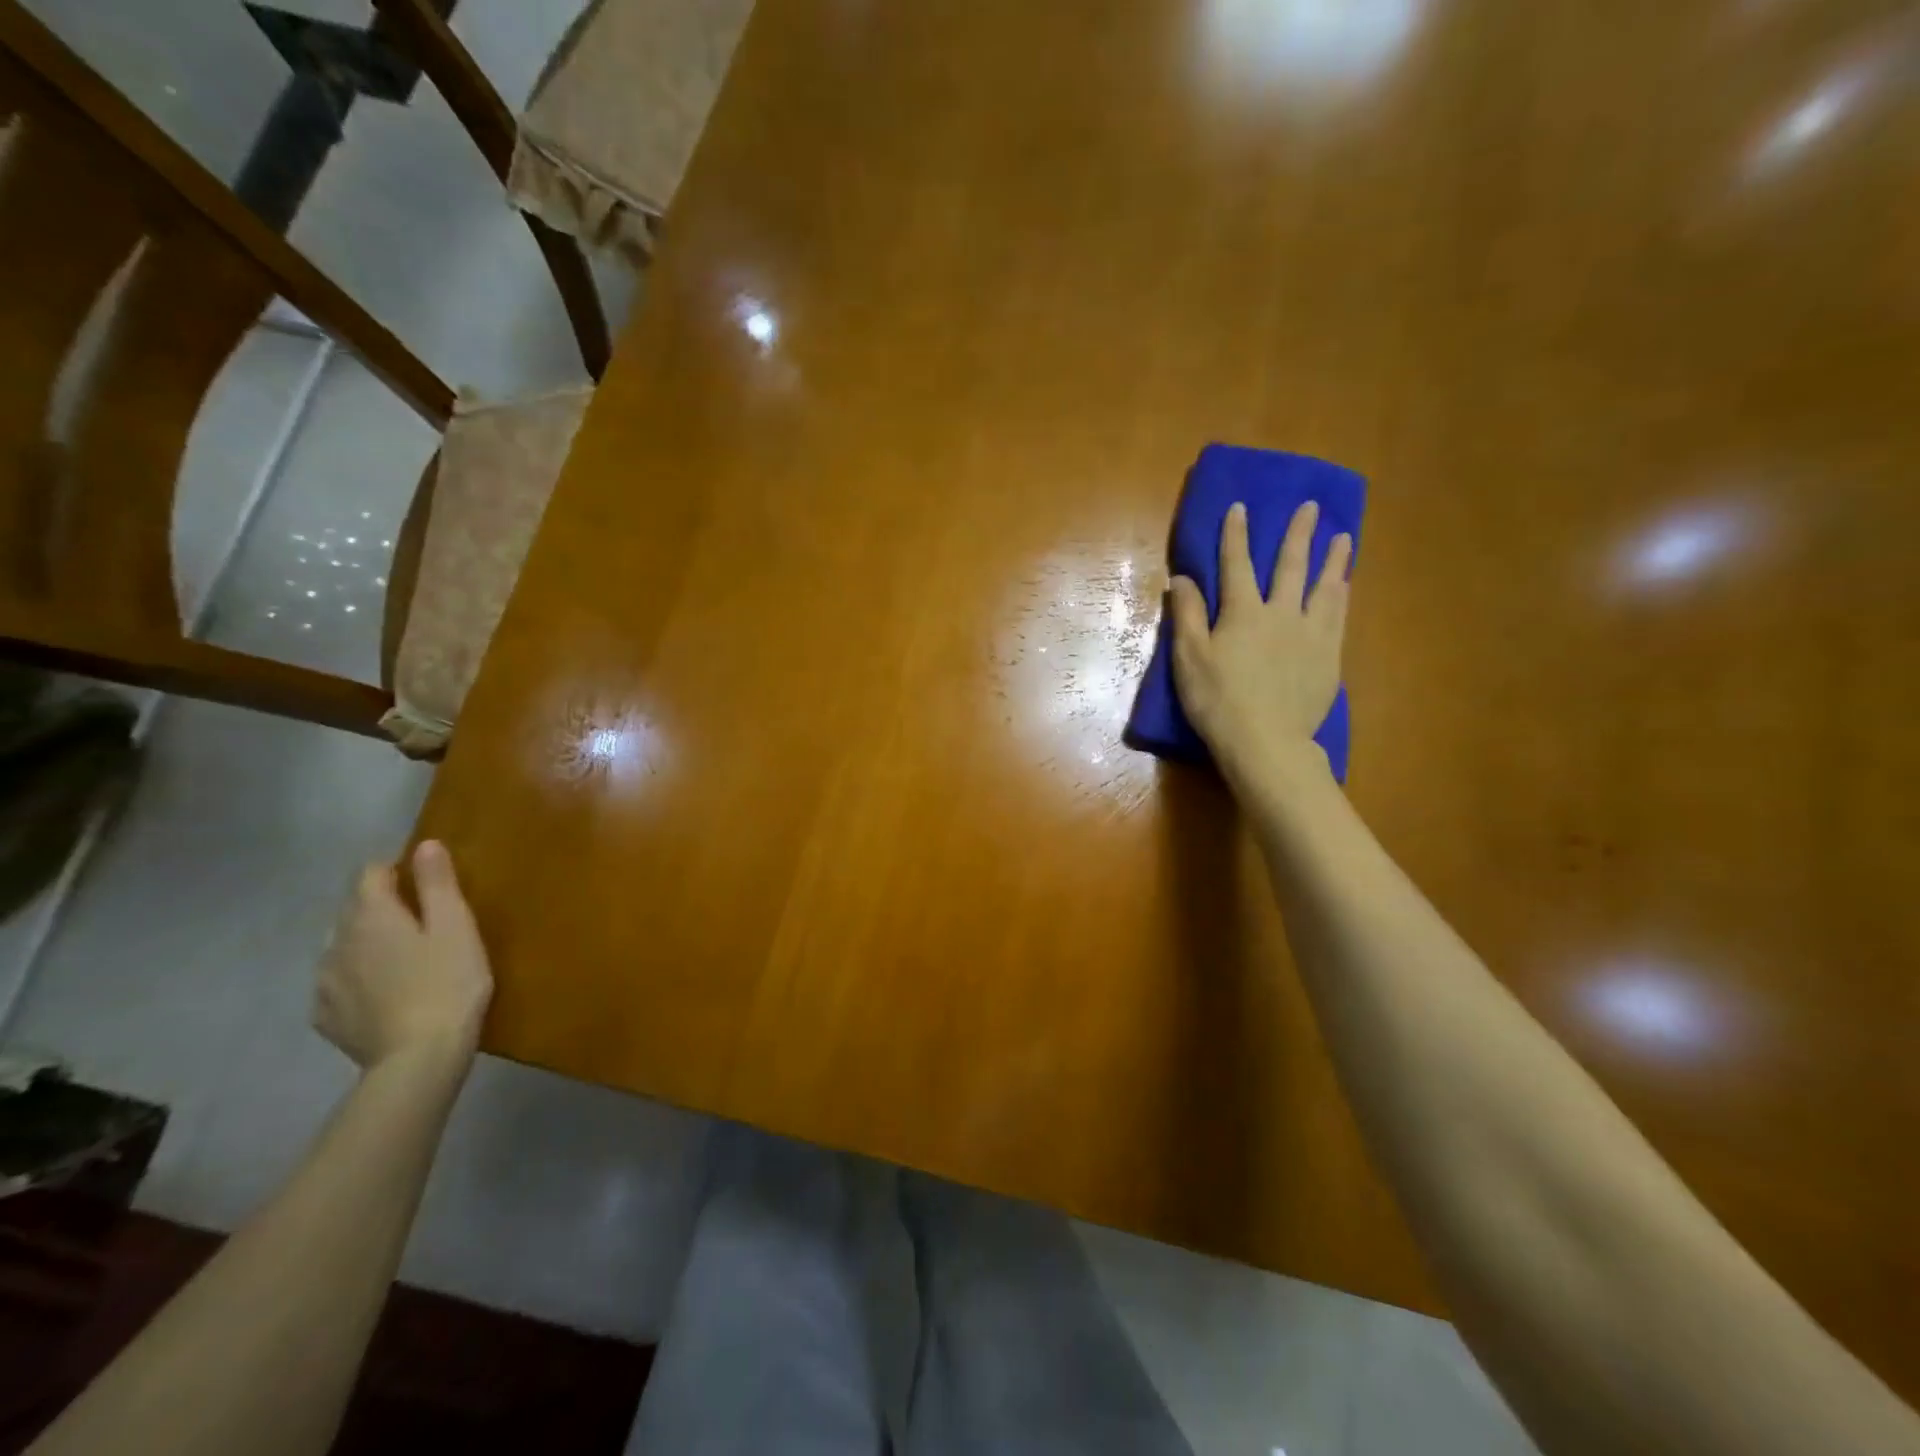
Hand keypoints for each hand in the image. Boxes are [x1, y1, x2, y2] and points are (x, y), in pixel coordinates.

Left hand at [315, 840, 493, 1072]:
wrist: (419, 1058)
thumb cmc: (448, 982)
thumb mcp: (456, 926)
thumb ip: (437, 884)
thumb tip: (425, 845)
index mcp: (371, 915)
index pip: (370, 873)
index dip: (396, 870)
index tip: (426, 883)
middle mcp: (336, 942)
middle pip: (353, 909)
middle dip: (381, 907)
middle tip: (423, 923)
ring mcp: (325, 982)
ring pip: (343, 946)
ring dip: (367, 944)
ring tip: (405, 960)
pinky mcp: (326, 1016)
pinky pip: (338, 983)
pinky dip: (357, 979)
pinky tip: (385, 994)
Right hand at [1168, 500, 1352, 799]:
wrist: (1265, 741)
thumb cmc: (1217, 701)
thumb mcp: (1189, 658)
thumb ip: (1188, 615)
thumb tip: (1182, 577)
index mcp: (1243, 613)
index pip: (1236, 564)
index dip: (1235, 535)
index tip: (1241, 507)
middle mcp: (1281, 614)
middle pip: (1291, 567)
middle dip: (1299, 534)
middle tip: (1312, 507)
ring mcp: (1310, 636)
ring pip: (1325, 588)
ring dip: (1333, 561)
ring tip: (1344, 539)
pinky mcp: (1328, 659)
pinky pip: (1338, 618)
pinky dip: (1341, 597)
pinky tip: (1345, 587)